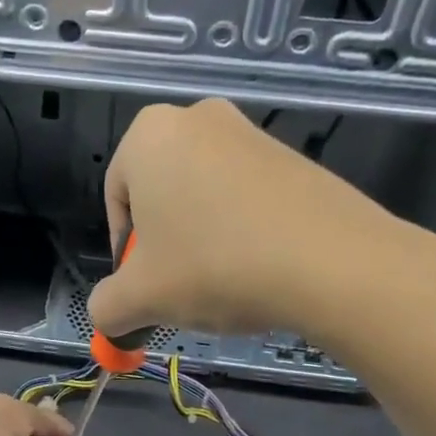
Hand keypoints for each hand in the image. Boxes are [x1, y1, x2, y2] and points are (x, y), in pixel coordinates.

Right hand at [85, 98, 398, 341]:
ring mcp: (249, 133)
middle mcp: (196, 118)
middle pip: (160, 198)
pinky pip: (245, 199)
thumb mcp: (140, 299)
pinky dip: (240, 233)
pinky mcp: (291, 157)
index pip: (116, 203)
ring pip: (203, 200)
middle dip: (164, 248)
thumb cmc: (213, 267)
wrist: (329, 262)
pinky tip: (256, 269)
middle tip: (180, 289)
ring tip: (222, 284)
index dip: (125, 256)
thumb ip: (106, 308)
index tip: (146, 289)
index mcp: (148, 135)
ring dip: (201, 243)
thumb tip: (107, 318)